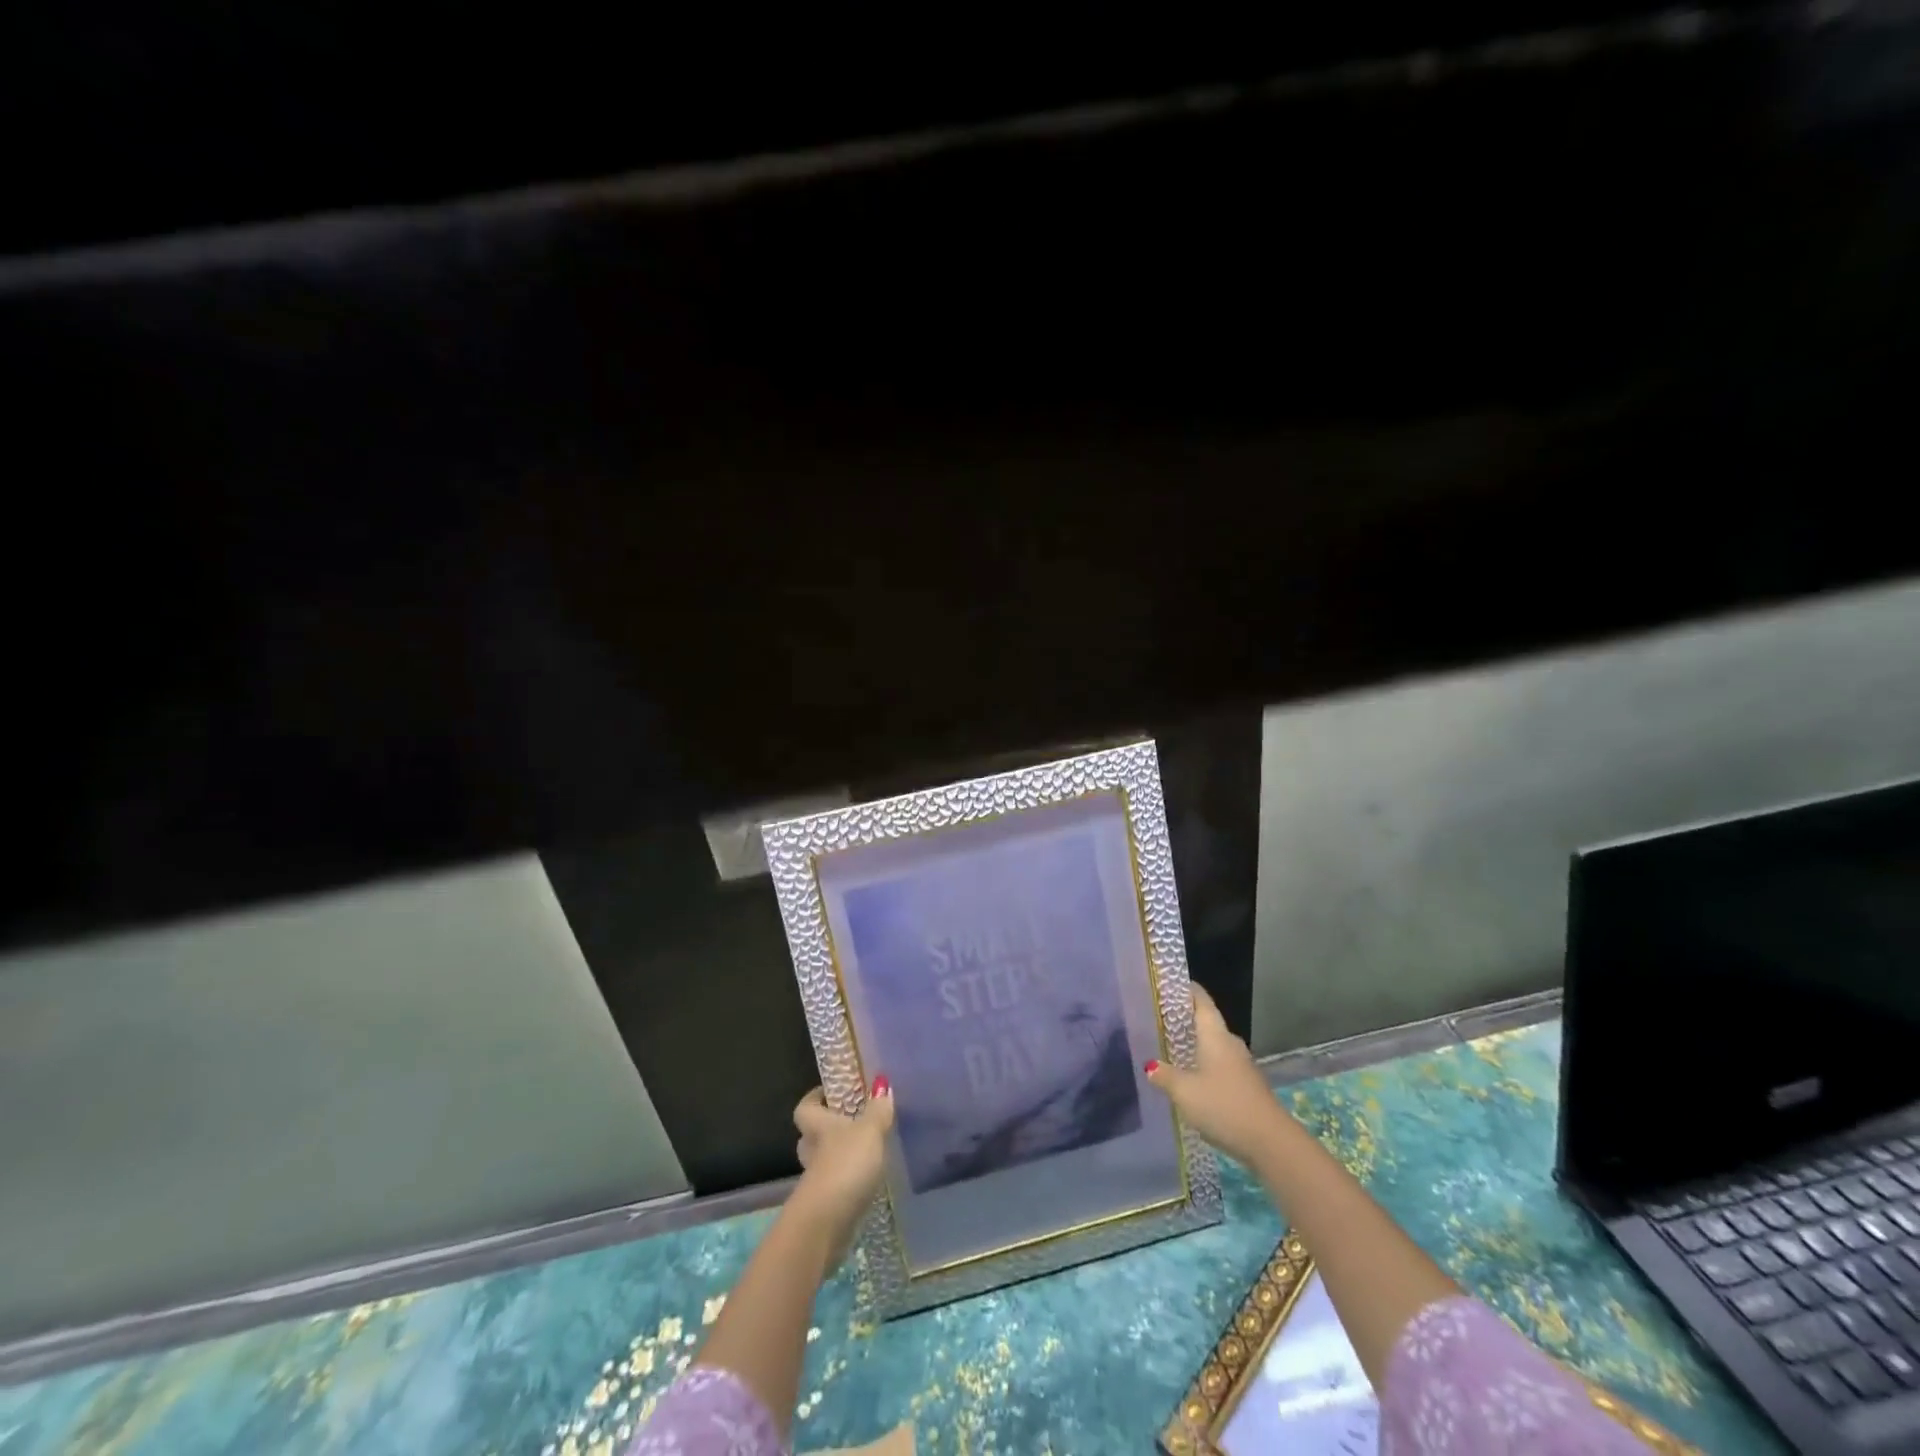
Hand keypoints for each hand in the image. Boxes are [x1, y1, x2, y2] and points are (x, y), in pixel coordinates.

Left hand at [787, 1078, 894, 1267]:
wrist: (826, 1225)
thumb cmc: (846, 1166)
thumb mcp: (869, 1132)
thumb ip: (877, 1110)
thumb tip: (881, 1084)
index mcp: (819, 1127)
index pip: (805, 1108)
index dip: (814, 1098)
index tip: (831, 1093)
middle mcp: (812, 1152)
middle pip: (811, 1137)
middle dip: (828, 1132)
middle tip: (854, 1125)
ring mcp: (816, 1183)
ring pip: (823, 1164)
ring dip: (840, 1160)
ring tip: (868, 1155)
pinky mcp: (824, 1208)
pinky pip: (835, 1188)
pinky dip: (848, 1185)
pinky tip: (868, 1184)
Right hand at [1145, 985, 1287, 1166]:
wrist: (1271, 1142)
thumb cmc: (1224, 1106)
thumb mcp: (1184, 1091)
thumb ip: (1164, 1076)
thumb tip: (1150, 1065)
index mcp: (1215, 1035)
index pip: (1200, 1000)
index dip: (1184, 988)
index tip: (1165, 983)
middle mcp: (1230, 1043)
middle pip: (1206, 1022)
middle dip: (1184, 1019)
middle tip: (1158, 1019)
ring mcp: (1241, 1065)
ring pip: (1213, 1046)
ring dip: (1194, 1045)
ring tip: (1169, 1048)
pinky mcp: (1246, 1085)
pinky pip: (1220, 1065)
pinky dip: (1204, 1065)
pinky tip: (1190, 1079)